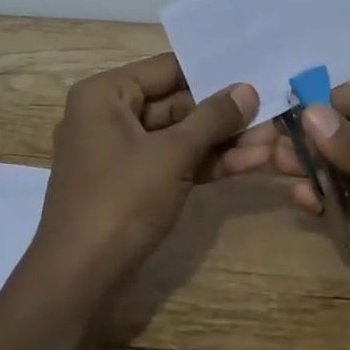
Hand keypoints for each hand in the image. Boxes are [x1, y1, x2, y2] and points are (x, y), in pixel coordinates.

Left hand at [33, 54, 259, 297]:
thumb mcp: (172, 155)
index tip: (253, 68)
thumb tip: (247, 90)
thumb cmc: (120, 202)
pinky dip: (206, 164)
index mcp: (105, 95)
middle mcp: (108, 116)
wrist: (78, 281)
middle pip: (175, 103)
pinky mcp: (132, 186)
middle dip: (223, 113)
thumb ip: (212, 119)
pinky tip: (249, 163)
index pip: (166, 69)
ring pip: (178, 137)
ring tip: (271, 140)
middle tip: (271, 109)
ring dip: (222, 141)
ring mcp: (120, 154)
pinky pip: (172, 163)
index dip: (211, 71)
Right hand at [271, 85, 349, 349]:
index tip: (283, 104)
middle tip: (269, 140)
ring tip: (275, 166)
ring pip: (346, 171)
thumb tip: (307, 114)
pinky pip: (348, 208)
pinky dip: (325, 201)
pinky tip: (302, 199)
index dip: (328, 102)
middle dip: (314, 137)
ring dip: (314, 167)